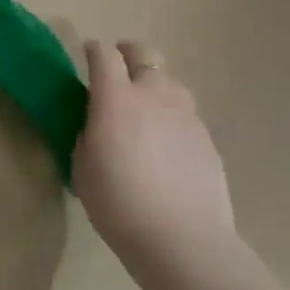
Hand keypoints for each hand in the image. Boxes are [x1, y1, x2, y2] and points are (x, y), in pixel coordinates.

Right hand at [73, 40, 235, 280]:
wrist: (181, 238)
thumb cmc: (117, 201)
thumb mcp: (82, 166)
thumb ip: (87, 134)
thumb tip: (96, 126)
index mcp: (115, 97)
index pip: (103, 55)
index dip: (93, 51)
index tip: (86, 56)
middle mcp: (154, 94)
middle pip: (144, 54)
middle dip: (128, 54)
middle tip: (117, 71)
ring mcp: (186, 115)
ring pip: (169, 83)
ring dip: (153, 87)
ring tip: (143, 113)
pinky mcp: (207, 139)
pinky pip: (185, 116)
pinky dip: (171, 120)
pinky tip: (165, 149)